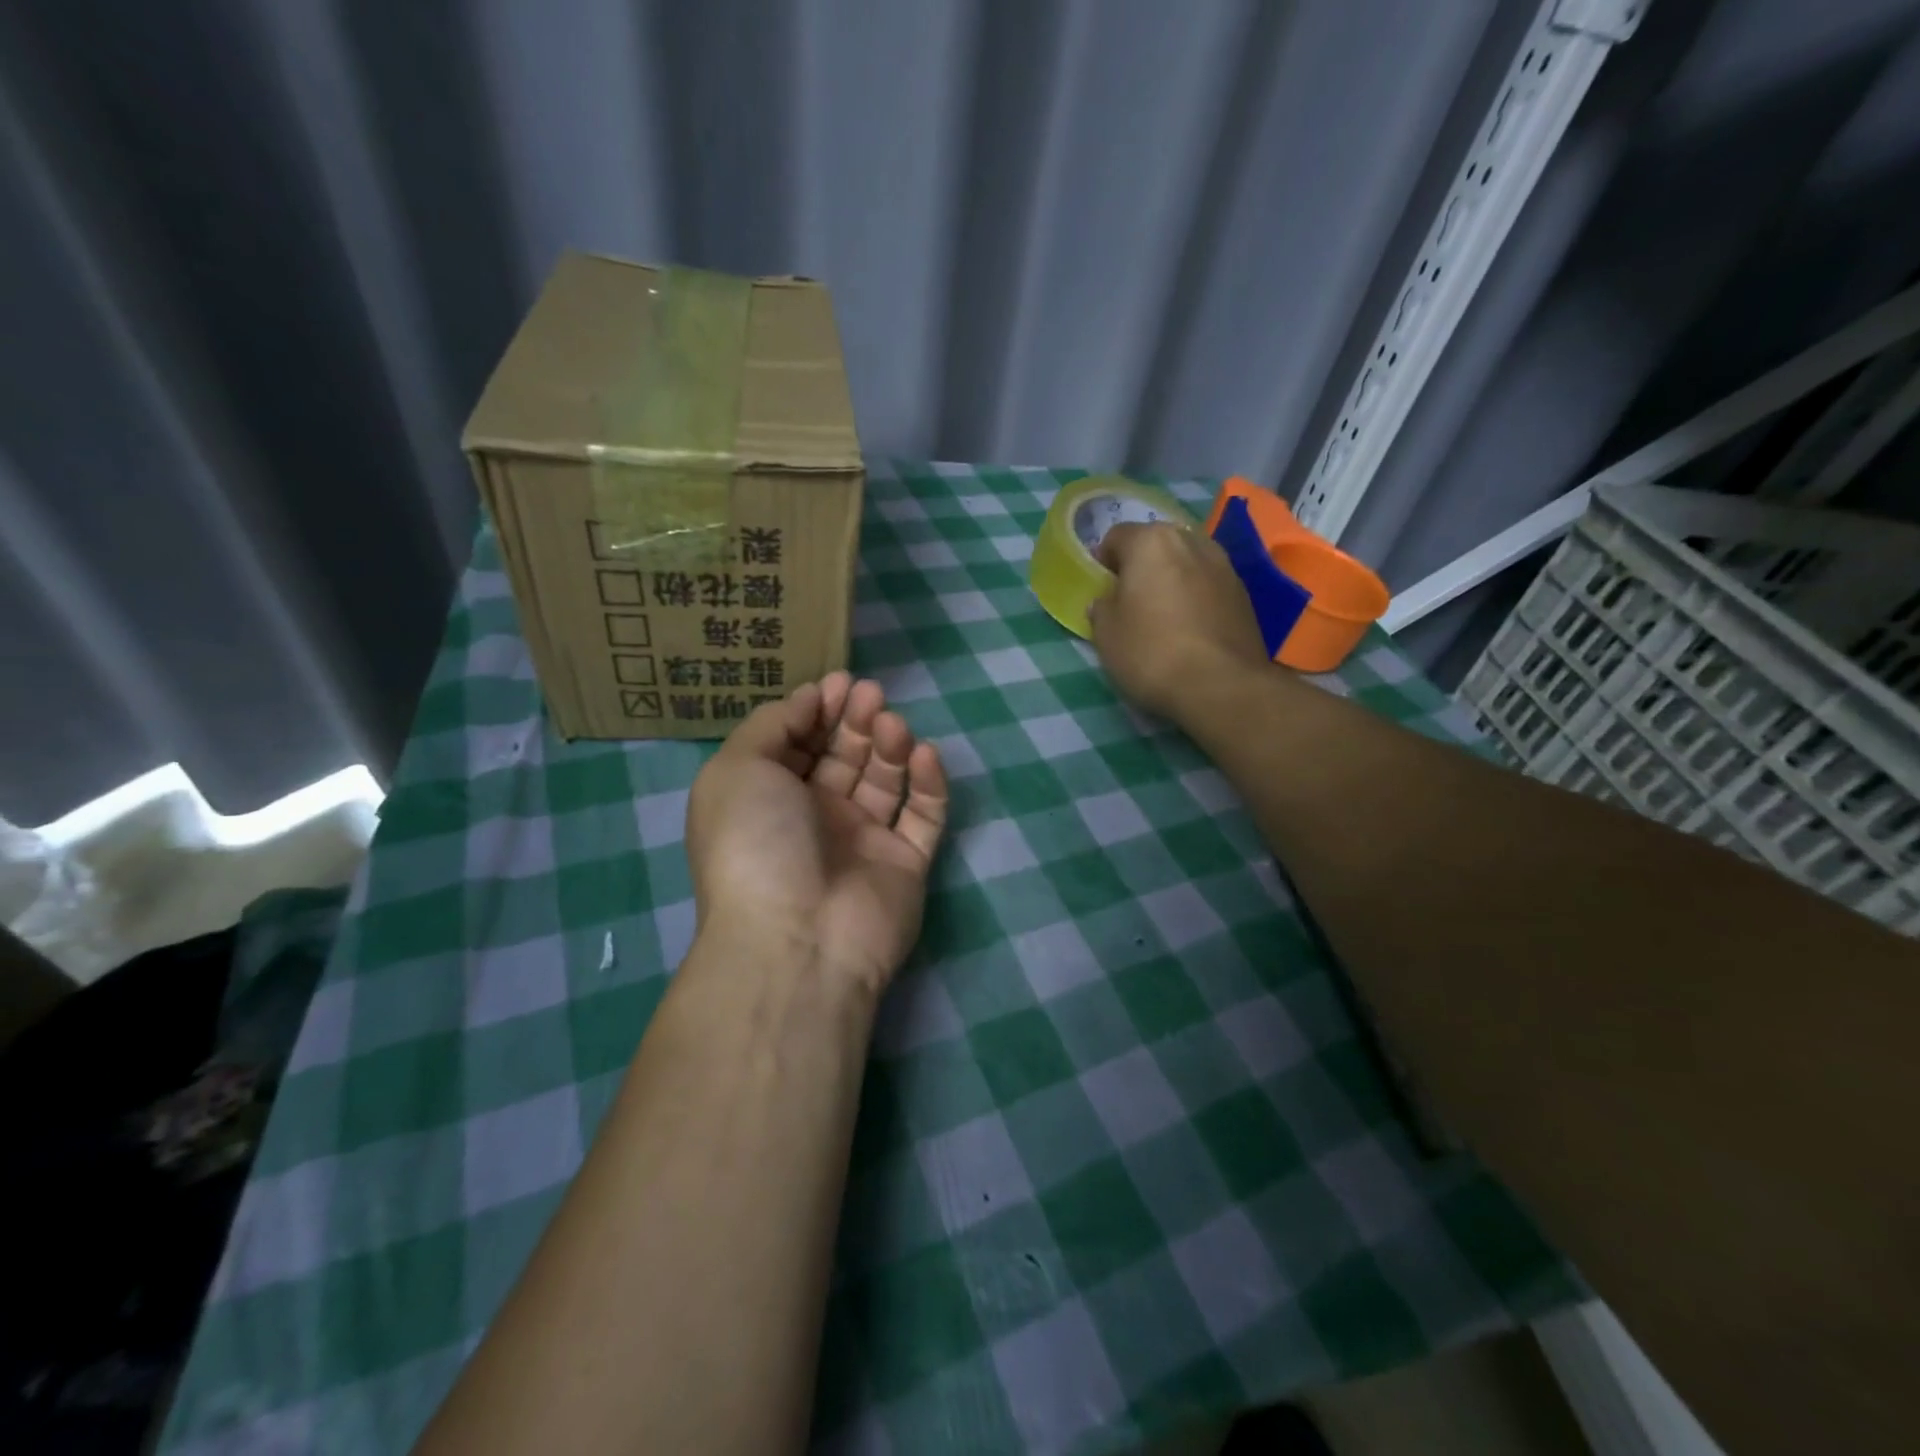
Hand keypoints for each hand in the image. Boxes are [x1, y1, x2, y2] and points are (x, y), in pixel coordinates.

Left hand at [685, 671, 948, 996]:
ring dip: (889, 744)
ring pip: (884, 780)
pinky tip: (923, 754)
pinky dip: (928, 782)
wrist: (797, 938)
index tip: (838, 682)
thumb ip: (772, 723)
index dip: (817, 709)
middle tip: (870, 694)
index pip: (798, 743)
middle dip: (855, 719)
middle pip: (843, 756)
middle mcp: (816, 817)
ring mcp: (863, 841)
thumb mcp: (737, 768)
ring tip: (890, 724)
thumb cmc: (756, 843)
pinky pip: (924, 815)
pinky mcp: (906, 862)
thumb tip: (809, 697)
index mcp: (769, 798)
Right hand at [1087, 522, 1271, 720]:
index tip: (1102, 588)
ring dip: (1172, 578)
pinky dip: (1196, 596)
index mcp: (1151, 542)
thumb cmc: (1151, 653)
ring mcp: (1224, 565)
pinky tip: (1189, 627)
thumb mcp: (1106, 634)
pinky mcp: (1245, 594)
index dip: (1104, 560)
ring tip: (1163, 613)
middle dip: (1142, 565)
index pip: (1117, 536)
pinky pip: (1209, 584)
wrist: (1221, 686)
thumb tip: (1107, 601)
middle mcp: (1191, 541)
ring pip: (1187, 562)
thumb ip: (1102, 608)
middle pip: (1157, 544)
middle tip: (1131, 599)